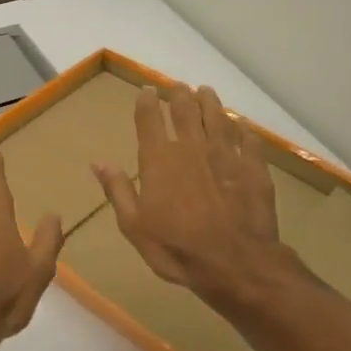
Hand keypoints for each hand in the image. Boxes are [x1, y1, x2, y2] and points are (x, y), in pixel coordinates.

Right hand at [92, 84, 307, 312]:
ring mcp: (225, 154)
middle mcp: (191, 147)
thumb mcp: (134, 225)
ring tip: (206, 92)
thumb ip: (117, 190)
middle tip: (179, 87)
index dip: (147, 101)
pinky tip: (243, 125)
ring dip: (210, 103)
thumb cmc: (176, 247)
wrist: (235, 263)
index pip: (149, 119)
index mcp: (158, 159)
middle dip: (180, 95)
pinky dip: (244, 129)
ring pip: (217, 118)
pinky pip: (248, 140)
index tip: (148, 90)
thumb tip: (97, 162)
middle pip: (185, 110)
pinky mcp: (253, 168)